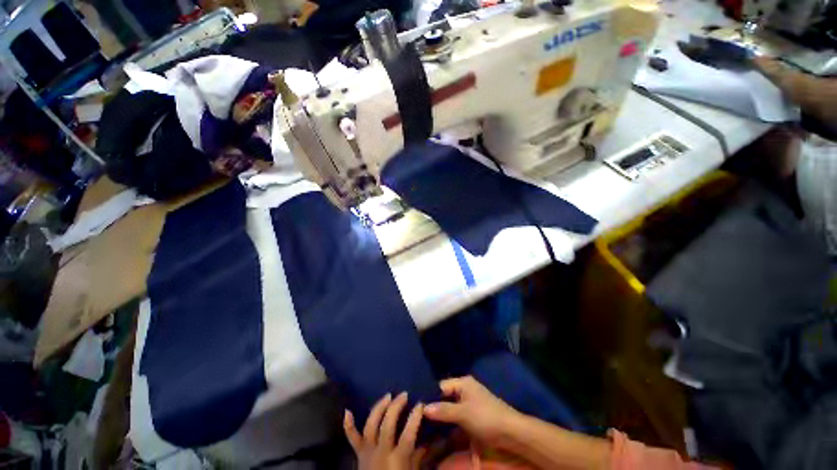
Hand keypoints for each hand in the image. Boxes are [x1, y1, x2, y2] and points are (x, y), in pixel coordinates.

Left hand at [344, 393, 425, 469]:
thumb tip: (434, 438)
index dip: (414, 417)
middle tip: (404, 394)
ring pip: (370, 425)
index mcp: (397, 460)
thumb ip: (420, 455)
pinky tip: (347, 411)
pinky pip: (352, 439)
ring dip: (378, 408)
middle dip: (396, 407)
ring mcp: (367, 452)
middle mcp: (381, 453)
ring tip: (388, 396)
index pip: (408, 433)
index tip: (420, 403)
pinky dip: (348, 425)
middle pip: (387, 425)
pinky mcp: (358, 454)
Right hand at [423, 376, 521, 445]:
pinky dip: (450, 425)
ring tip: (426, 429)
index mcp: (463, 383)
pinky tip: (440, 434)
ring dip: (442, 419)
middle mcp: (465, 390)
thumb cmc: (485, 417)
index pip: (441, 386)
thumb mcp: (463, 414)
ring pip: (450, 409)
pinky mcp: (473, 416)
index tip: (417, 409)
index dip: (430, 396)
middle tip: (420, 420)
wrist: (511, 431)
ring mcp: (469, 403)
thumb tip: (423, 408)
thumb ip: (443, 411)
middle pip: (445, 398)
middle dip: (434, 409)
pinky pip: (457, 418)